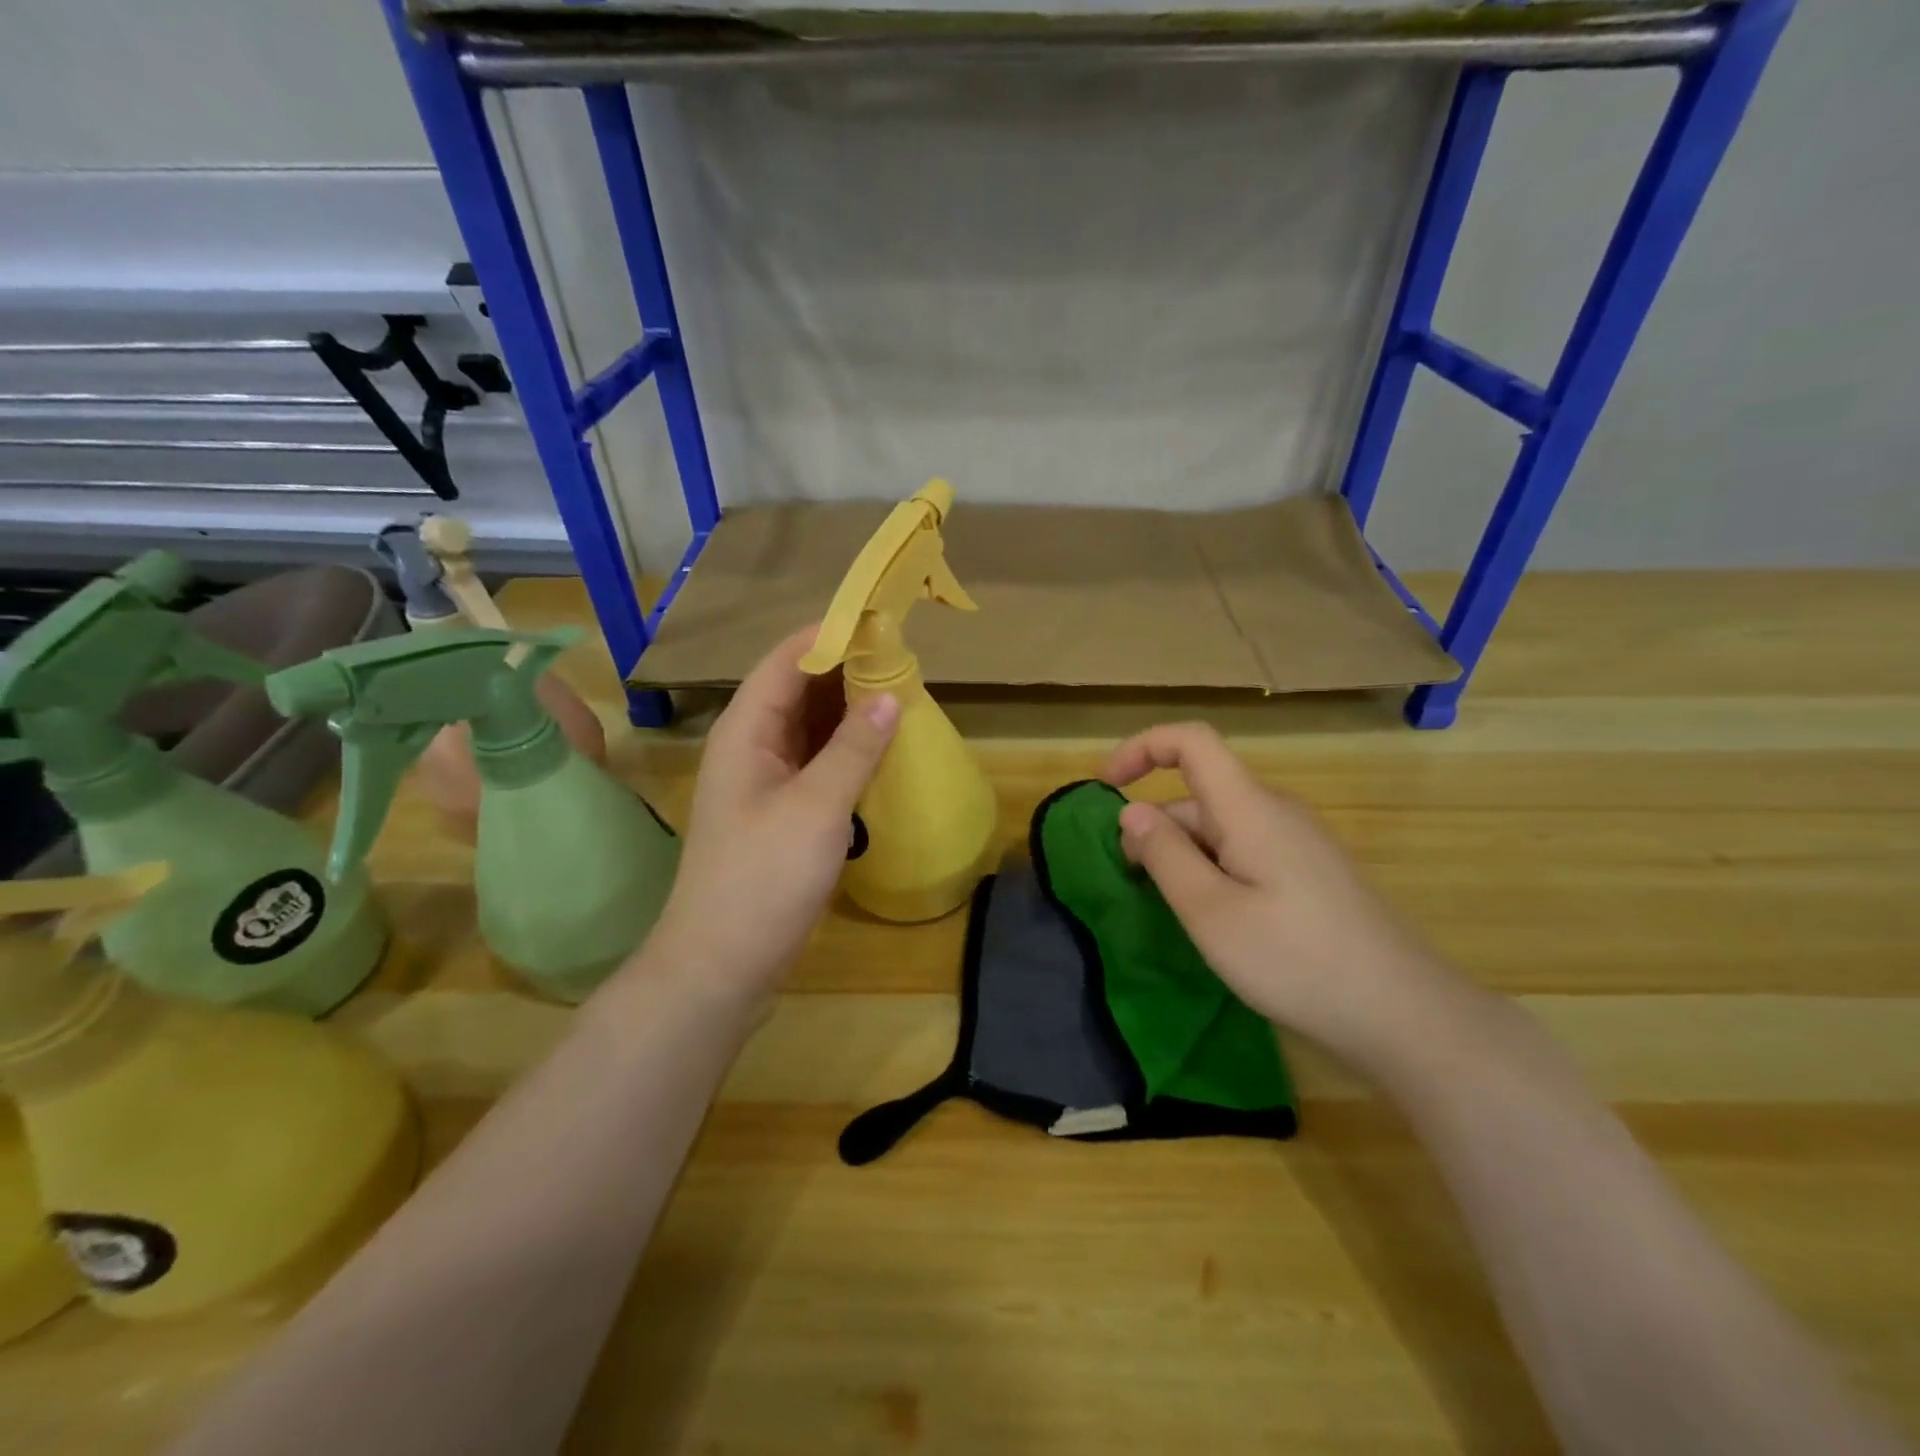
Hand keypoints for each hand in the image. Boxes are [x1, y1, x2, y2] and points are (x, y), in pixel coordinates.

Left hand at [647, 627, 899, 1001]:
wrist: (721, 964)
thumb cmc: (762, 878)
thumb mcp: (816, 808)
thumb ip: (854, 748)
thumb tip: (890, 695)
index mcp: (746, 729)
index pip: (788, 659)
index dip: (833, 635)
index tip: (884, 622)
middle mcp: (752, 745)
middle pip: (800, 688)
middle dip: (849, 671)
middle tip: (906, 661)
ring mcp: (765, 780)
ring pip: (811, 727)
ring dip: (851, 711)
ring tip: (904, 696)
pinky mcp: (781, 811)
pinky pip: (818, 763)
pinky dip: (848, 750)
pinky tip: (883, 750)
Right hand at [1104, 722, 1468, 1076]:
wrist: (1406, 1014)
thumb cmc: (1296, 960)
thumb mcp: (1210, 912)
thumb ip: (1164, 855)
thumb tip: (1132, 812)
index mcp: (1250, 808)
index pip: (1192, 742)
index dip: (1142, 748)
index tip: (1106, 787)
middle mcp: (1276, 812)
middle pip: (1201, 793)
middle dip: (1155, 825)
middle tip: (1132, 884)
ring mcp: (1299, 843)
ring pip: (1222, 828)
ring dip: (1183, 855)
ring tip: (1173, 912)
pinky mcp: (1312, 873)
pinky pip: (1246, 851)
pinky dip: (1213, 870)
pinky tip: (1216, 920)